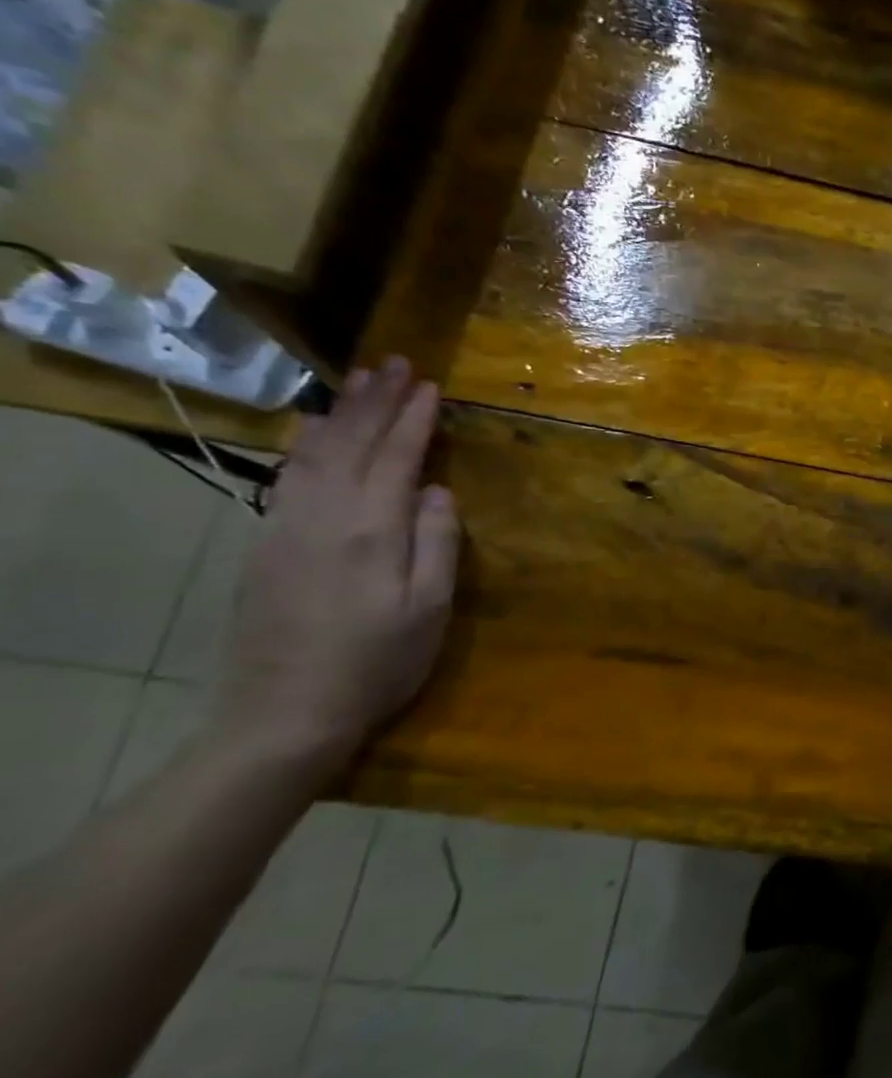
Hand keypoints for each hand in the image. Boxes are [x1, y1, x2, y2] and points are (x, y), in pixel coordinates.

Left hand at [210, 357, 459, 782]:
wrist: (284, 713)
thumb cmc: (377, 662)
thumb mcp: (429, 608)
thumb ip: (437, 543)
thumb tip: (436, 490)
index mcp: (370, 531)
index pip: (395, 458)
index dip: (413, 419)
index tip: (430, 384)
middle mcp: (322, 517)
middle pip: (349, 444)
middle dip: (374, 401)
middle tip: (395, 364)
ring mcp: (285, 528)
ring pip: (314, 454)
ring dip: (340, 414)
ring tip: (359, 382)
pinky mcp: (267, 545)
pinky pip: (290, 476)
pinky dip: (308, 444)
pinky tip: (316, 433)